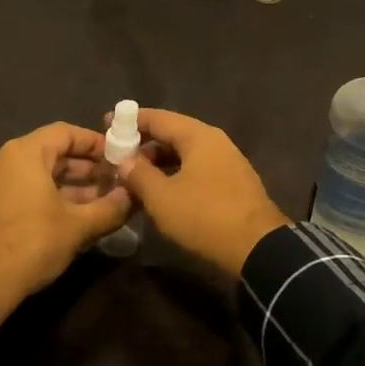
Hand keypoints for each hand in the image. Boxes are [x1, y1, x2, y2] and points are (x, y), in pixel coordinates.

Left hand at [0, 122, 133, 334]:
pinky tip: (64, 221)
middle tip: (112, 183)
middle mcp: (0, 161)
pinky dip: (43, 199)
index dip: (94, 143)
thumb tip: (134, 196)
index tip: (117, 157)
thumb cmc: (30, 244)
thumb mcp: (78, 226)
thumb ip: (110, 207)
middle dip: (83, 169)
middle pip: (49, 154)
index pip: (65, 132)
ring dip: (66, 187)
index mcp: (23, 153)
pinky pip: (17, 193)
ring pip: (34, 176)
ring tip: (95, 205)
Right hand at [114, 109, 288, 276]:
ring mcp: (228, 162)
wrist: (257, 247)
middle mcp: (216, 142)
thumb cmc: (204, 216)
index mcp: (198, 136)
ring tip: (134, 177)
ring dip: (160, 163)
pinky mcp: (233, 183)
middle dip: (144, 144)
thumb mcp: (162, 197)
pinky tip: (162, 192)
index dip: (130, 121)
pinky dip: (177, 174)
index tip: (106, 124)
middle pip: (173, 134)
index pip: (158, 118)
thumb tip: (124, 161)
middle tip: (117, 157)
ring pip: (186, 154)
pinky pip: (198, 170)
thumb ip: (138, 174)